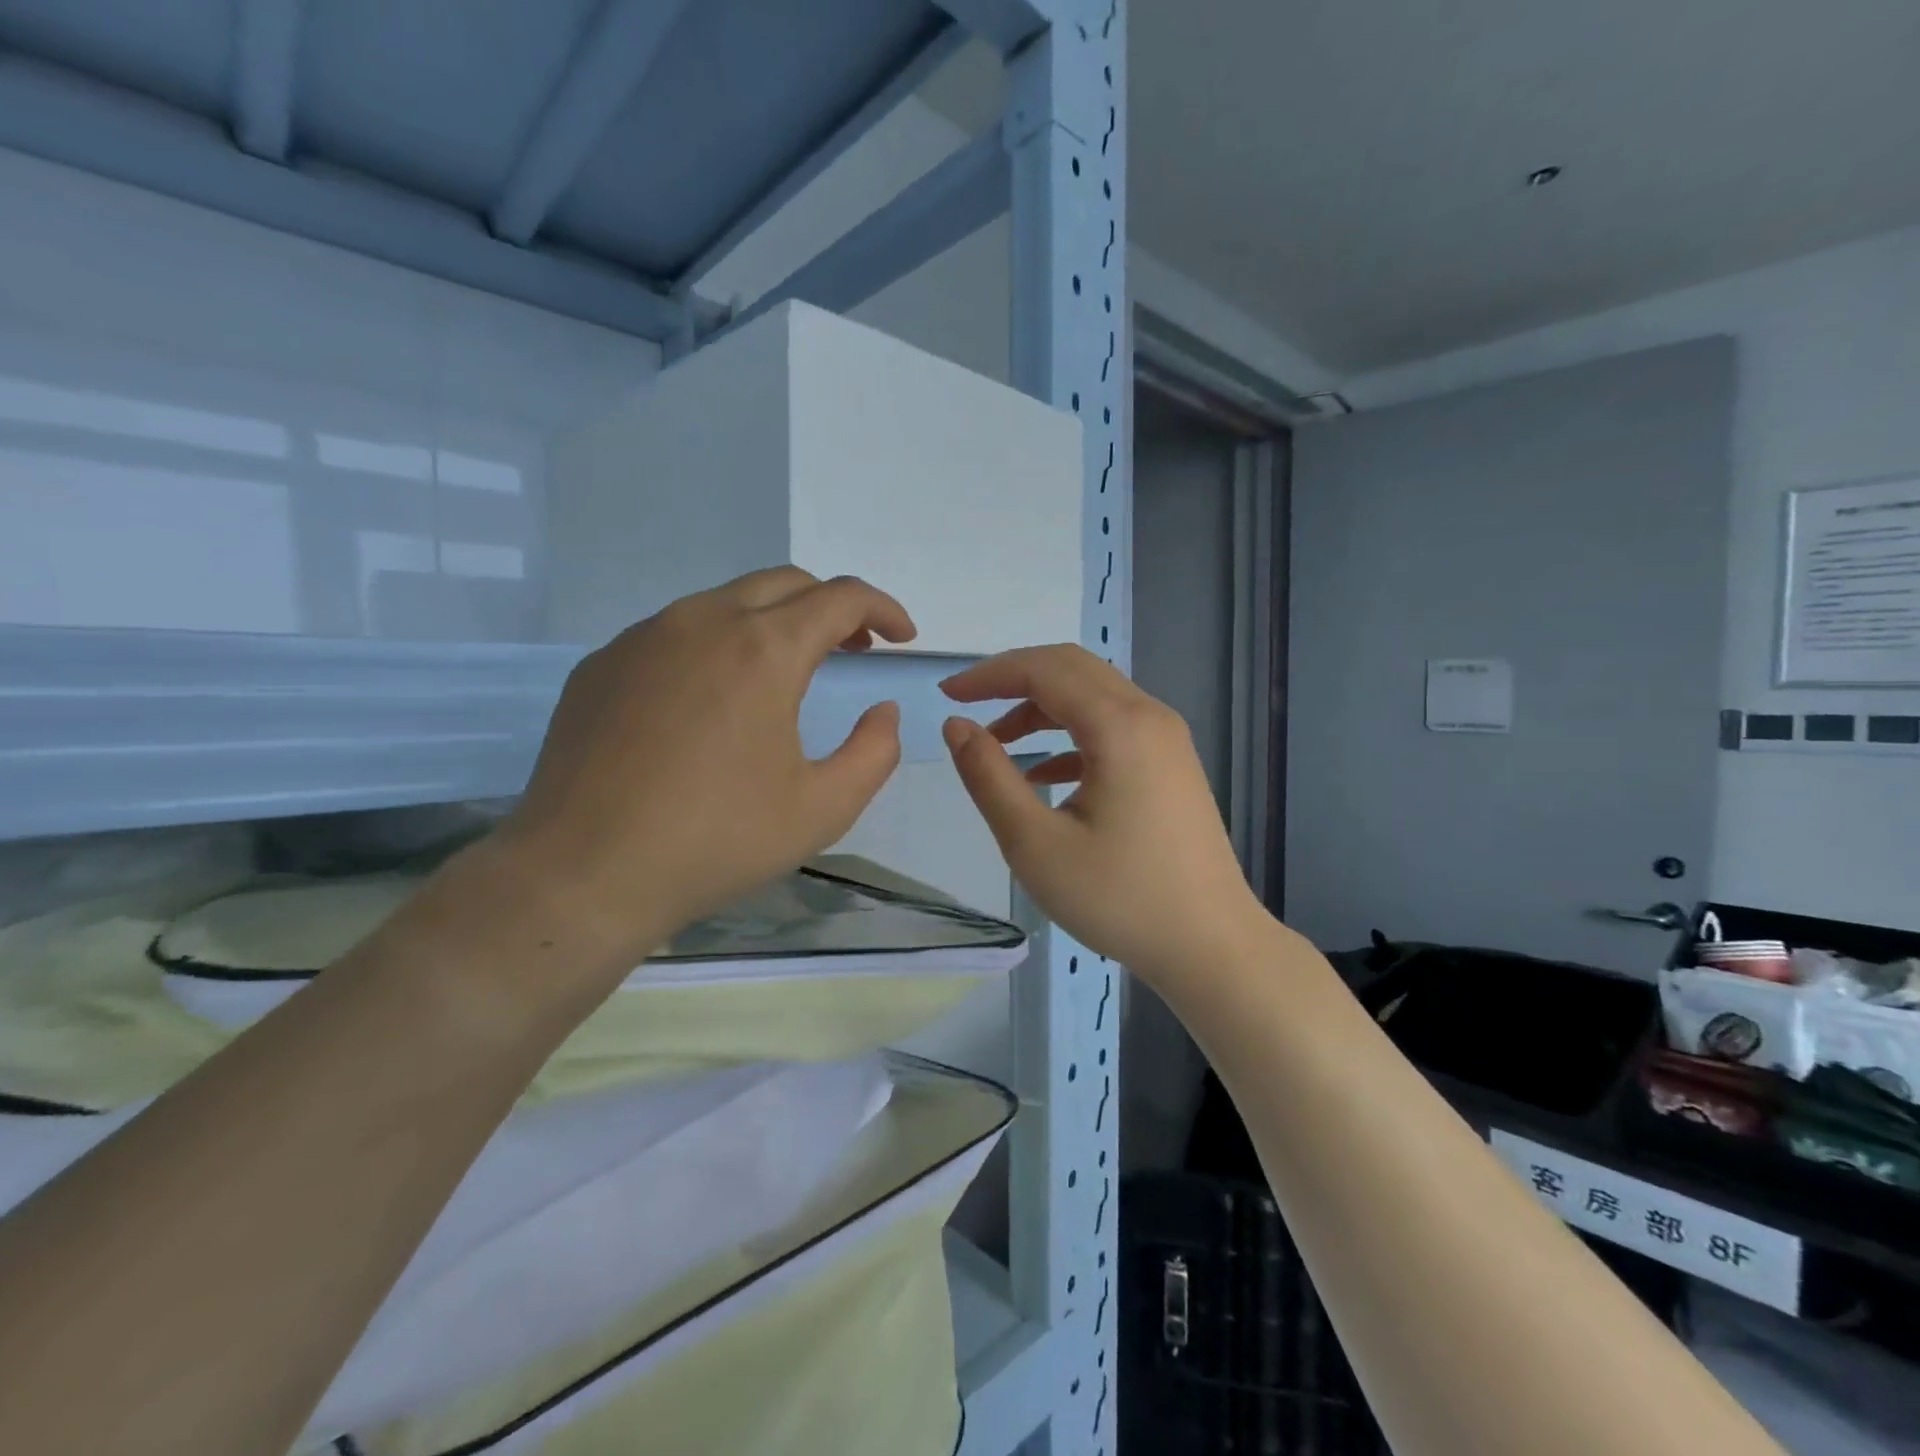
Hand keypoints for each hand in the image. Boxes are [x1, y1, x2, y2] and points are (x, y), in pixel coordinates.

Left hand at [497, 568, 914, 970]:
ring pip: (727, 601)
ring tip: (788, 672)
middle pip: (787, 583)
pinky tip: (715, 699)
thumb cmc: (716, 841)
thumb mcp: (823, 808)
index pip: (841, 597)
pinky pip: (676, 632)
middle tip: (855, 648)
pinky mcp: (603, 662)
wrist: (584, 873)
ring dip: (774, 622)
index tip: (902, 638)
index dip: (883, 609)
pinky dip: (718, 644)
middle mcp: (703, 621)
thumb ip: (875, 752)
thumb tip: (882, 711)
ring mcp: (644, 636)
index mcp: (764, 649)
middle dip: (832, 607)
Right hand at [941, 645, 1267, 988]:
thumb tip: (956, 725)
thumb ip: (989, 776)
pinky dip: (1071, 736)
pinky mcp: (1172, 765)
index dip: (990, 674)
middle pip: (1072, 669)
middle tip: (968, 704)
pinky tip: (1043, 774)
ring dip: (1041, 708)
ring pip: (1094, 696)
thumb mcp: (1035, 843)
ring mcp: (1167, 740)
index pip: (1044, 670)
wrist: (1211, 946)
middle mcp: (1149, 716)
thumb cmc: (1120, 898)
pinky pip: (1114, 727)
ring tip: (997, 744)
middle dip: (1014, 678)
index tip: (947, 695)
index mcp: (1119, 725)